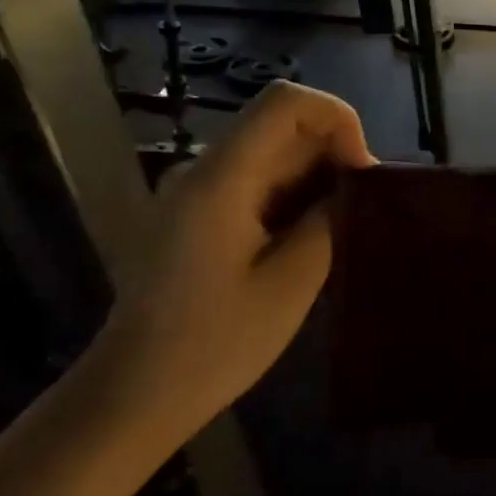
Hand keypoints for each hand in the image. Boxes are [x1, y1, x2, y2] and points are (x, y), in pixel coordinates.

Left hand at [82, 83, 374, 459]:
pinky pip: (254, 183)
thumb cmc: (214, 346)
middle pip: (280, 125)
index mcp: (220, 179)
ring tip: (342, 228)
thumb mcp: (290, 285)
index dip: (337, 119)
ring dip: (316, 177)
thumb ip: (328, 222)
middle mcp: (202, 170)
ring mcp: (195, 192)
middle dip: (333, 153)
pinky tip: (309, 239)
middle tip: (362, 210)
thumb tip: (353, 188)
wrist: (134, 394)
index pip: (286, 102)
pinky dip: (292, 197)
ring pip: (271, 153)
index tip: (362, 172)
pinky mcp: (195, 215)